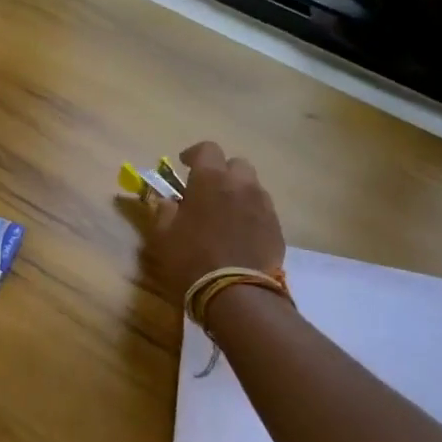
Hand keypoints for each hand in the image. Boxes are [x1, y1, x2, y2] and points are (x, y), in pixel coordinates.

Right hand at [142, 141, 286, 300]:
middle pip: (236, 164)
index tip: (184, 165)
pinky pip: (263, 210)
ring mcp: (263, 205)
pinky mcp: (276, 227)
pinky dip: (251, 214)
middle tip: (208, 190)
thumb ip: (164, 212)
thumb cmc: (192, 259)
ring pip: (252, 186)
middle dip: (222, 172)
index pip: (207, 149)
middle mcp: (241, 184)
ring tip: (226, 213)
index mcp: (210, 179)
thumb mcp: (164, 236)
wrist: (237, 293)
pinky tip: (240, 233)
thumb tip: (167, 201)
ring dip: (238, 193)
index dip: (194, 154)